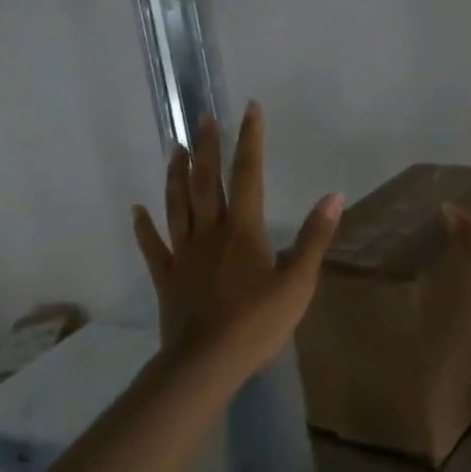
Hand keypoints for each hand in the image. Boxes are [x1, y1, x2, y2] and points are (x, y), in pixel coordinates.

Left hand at [132, 102, 341, 377]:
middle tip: (201, 118)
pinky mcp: (167, 277)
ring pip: (176, 205)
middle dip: (206, 148)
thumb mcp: (298, 283)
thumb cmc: (257, 324)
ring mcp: (184, 254)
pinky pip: (153, 246)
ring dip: (175, 175)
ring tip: (173, 148)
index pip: (248, 175)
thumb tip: (333, 196)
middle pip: (205, 182)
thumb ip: (314, 238)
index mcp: (242, 231)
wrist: (206, 362)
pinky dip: (144, 226)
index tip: (248, 109)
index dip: (249, 140)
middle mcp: (209, 233)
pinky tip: (137, 210)